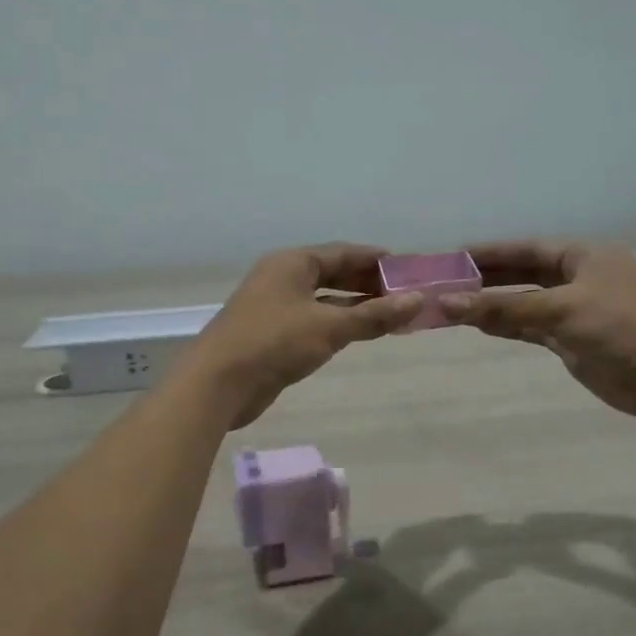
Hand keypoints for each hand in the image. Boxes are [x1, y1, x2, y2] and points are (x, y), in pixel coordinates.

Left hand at [186, 243, 422, 427]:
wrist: (218, 383)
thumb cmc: (273, 343)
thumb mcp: (328, 327)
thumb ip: (373, 315)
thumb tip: (417, 301)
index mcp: (292, 263)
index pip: (342, 252)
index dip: (375, 259)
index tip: (408, 268)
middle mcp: (282, 278)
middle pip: (333, 274)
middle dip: (368, 283)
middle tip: (405, 293)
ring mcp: (275, 307)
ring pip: (324, 300)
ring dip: (355, 306)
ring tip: (392, 314)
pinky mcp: (273, 335)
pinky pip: (314, 321)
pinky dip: (338, 324)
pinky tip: (360, 334)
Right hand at [439, 240, 635, 421]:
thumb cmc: (622, 327)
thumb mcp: (562, 309)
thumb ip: (505, 306)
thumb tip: (447, 303)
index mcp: (584, 256)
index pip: (527, 249)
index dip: (490, 252)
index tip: (454, 256)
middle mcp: (579, 279)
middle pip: (523, 274)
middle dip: (487, 280)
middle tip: (446, 283)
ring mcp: (575, 312)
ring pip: (525, 304)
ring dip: (493, 306)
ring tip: (453, 306)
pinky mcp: (573, 342)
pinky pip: (532, 329)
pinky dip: (508, 327)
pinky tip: (480, 326)